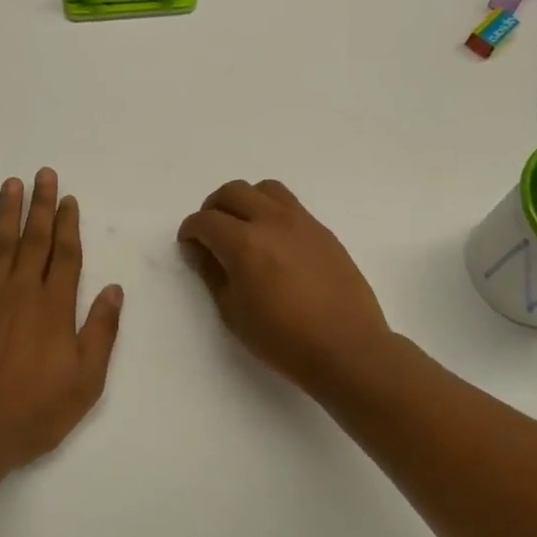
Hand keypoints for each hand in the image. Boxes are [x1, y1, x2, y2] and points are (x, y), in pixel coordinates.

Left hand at [0, 169, 123, 476]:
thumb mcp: (85, 382)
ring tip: (11, 184)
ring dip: (6, 214)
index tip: (68, 199)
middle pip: (34, 241)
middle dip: (40, 206)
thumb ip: (101, 332)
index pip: (66, 256)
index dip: (68, 225)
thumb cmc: (34, 414)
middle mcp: (21, 294)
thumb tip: (114, 291)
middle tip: (43, 174)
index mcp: (54, 309)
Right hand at [178, 179, 392, 395]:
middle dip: (214, 208)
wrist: (347, 347)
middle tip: (211, 233)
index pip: (206, 220)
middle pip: (233, 191)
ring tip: (243, 228)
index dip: (190, 230)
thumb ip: (213, 274)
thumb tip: (199, 250)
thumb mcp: (233, 312)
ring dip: (246, 201)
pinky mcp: (322, 230)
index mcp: (245, 243)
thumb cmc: (283, 338)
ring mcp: (302, 222)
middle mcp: (272, 221)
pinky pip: (290, 204)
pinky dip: (271, 211)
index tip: (189, 245)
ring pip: (265, 188)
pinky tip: (273, 242)